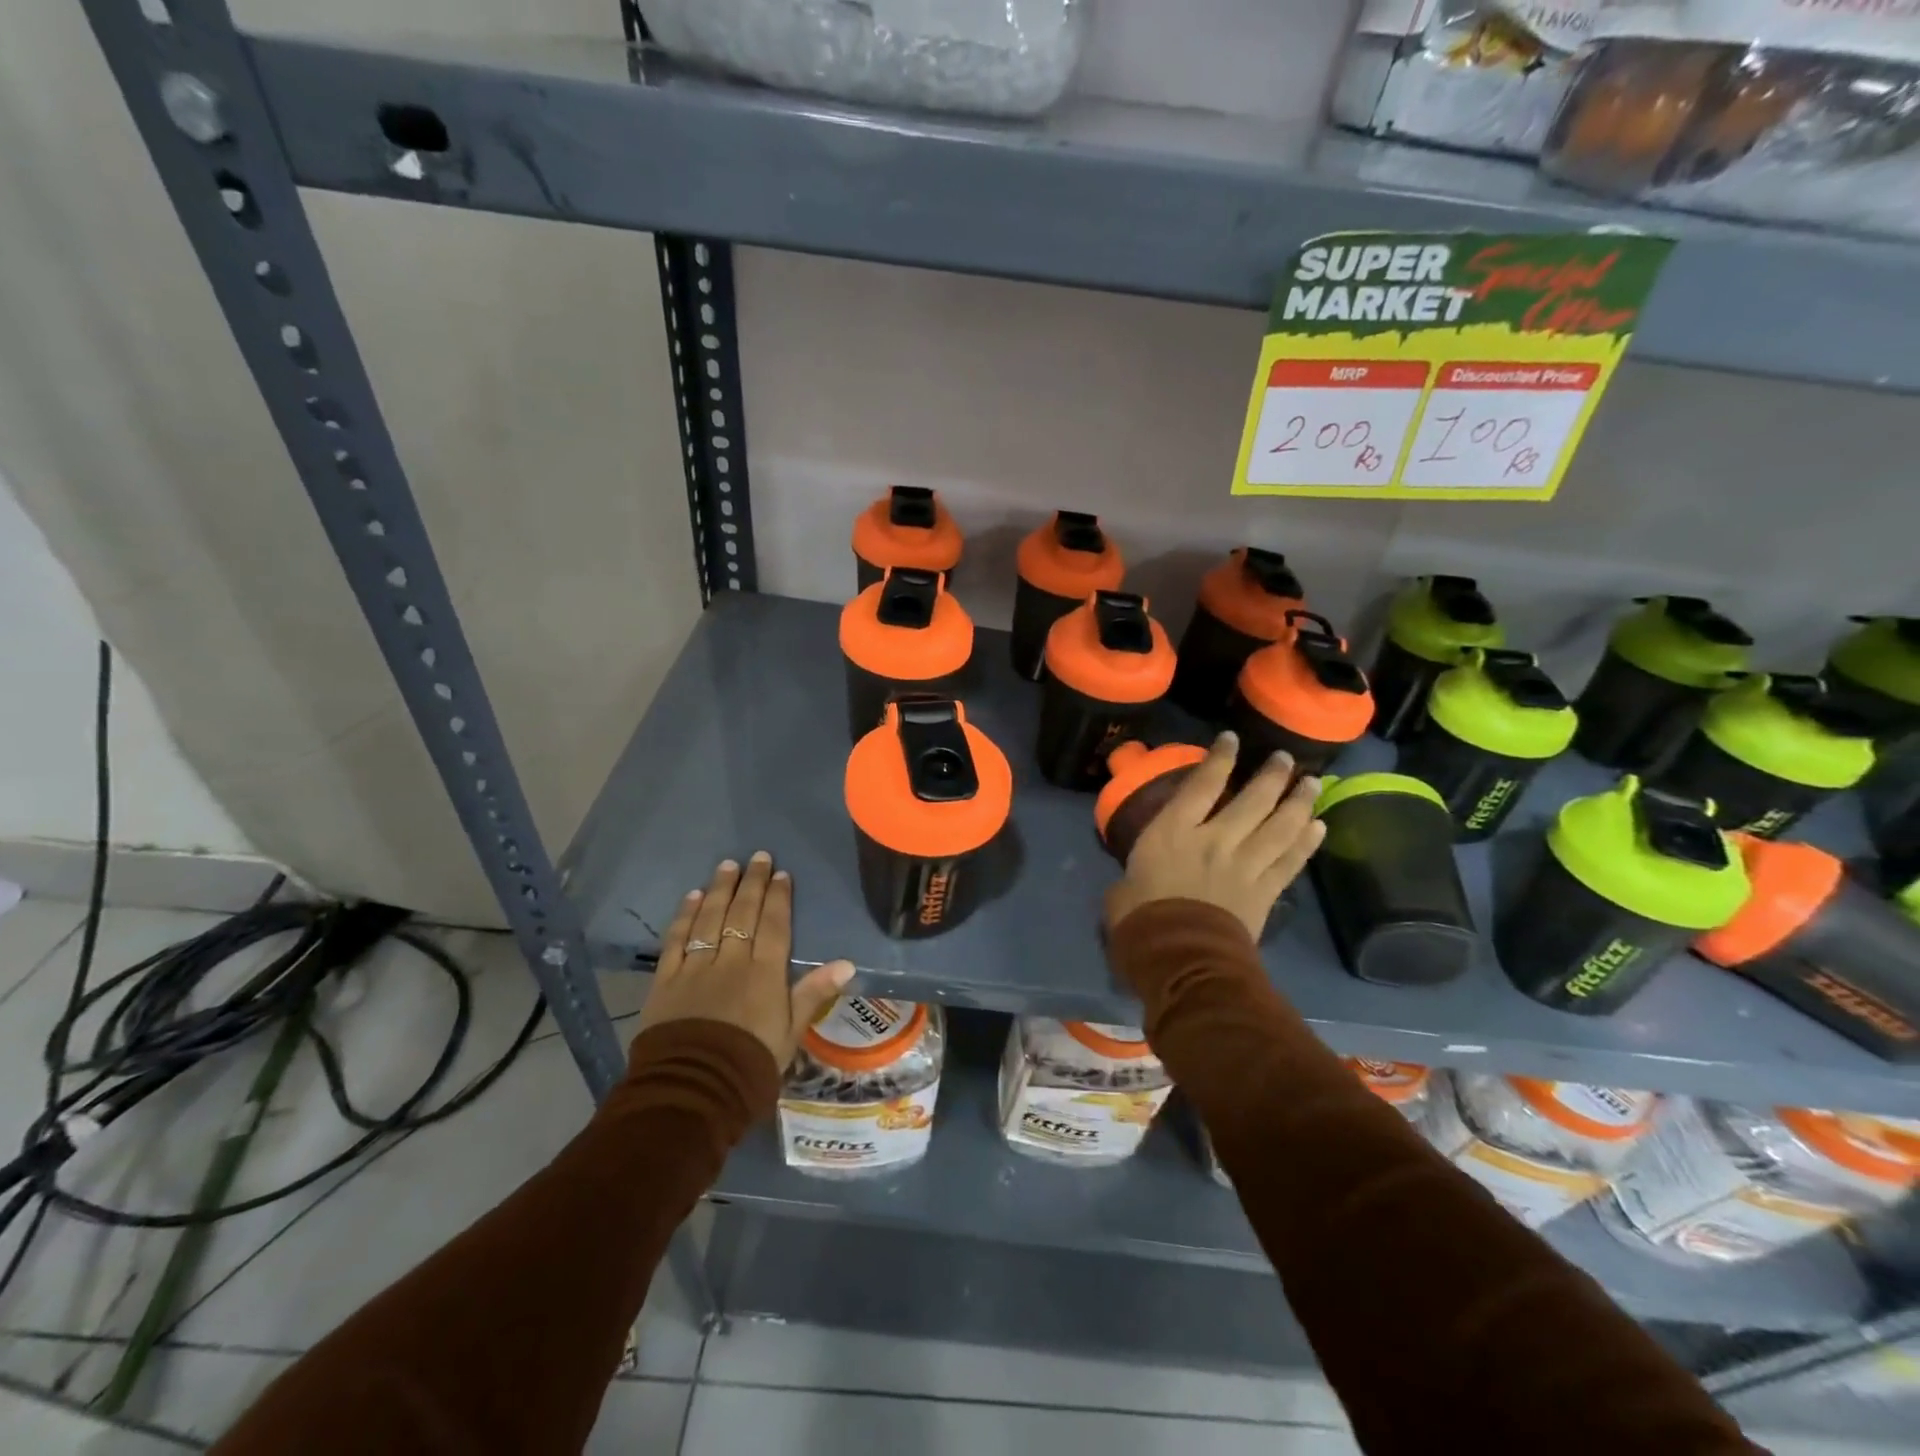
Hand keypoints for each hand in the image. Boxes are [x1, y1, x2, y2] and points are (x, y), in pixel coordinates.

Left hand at [636, 853, 853, 1070]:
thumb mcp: (791, 1034)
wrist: (693, 1091)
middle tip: (758, 857)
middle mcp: (731, 961)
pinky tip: (692, 897)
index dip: (778, 897)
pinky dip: (685, 916)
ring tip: (727, 865)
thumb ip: (813, 994)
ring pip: (710, 918)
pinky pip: (677, 939)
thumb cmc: (750, 1065)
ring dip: (720, 890)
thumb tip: (847, 963)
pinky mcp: (666, 980)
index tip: (781, 874)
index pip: (773, 924)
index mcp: (764, 973)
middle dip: (752, 882)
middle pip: (743, 913)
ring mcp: (696, 967)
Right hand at [1104, 732, 1324, 942]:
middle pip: (1252, 800)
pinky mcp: (1265, 891)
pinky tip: (1318, 826)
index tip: (1232, 739)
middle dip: (1271, 776)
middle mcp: (1215, 840)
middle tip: (1285, 759)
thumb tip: (1131, 884)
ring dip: (1298, 802)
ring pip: (1280, 826)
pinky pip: (1291, 860)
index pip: (1201, 785)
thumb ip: (1132, 879)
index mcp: (1174, 833)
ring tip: (1312, 783)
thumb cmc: (1140, 922)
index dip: (1219, 759)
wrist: (1181, 959)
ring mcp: (1245, 865)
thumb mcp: (1121, 891)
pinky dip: (1307, 842)